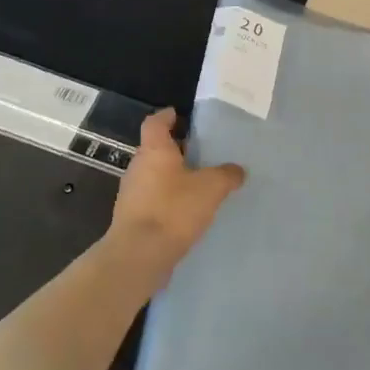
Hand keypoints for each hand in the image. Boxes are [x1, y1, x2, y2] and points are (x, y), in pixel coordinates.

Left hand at [107, 109, 244, 280]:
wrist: (139, 255)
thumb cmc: (173, 210)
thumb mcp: (210, 188)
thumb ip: (226, 175)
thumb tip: (237, 170)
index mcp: (154, 150)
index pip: (155, 122)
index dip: (167, 116)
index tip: (180, 115)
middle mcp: (138, 167)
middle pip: (155, 149)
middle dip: (176, 149)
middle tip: (200, 152)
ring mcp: (131, 194)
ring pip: (154, 175)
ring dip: (172, 176)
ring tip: (198, 183)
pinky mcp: (133, 218)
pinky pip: (152, 199)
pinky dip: (168, 199)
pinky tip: (186, 211)